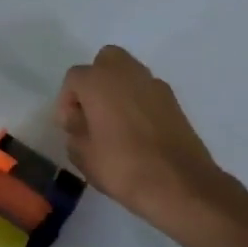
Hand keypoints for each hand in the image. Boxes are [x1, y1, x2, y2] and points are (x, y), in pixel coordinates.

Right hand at [57, 45, 239, 234]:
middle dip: (95, 81)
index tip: (70, 127)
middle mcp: (127, 74)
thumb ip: (74, 131)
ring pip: (129, 74)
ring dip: (118, 91)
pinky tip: (137, 132)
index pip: (74, 78)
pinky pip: (147, 92)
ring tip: (114, 124)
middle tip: (92, 112)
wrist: (180, 185)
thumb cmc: (122, 167)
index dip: (67, 102)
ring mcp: (155, 86)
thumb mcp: (82, 155)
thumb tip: (80, 121)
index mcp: (98, 82)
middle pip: (105, 61)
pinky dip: (139, 103)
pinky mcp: (174, 102)